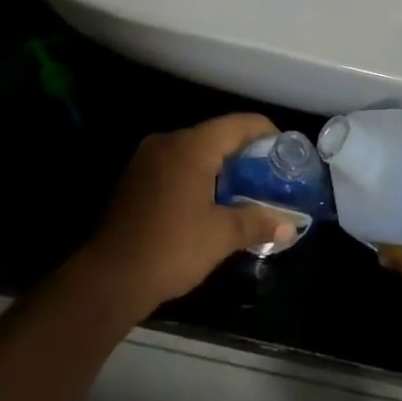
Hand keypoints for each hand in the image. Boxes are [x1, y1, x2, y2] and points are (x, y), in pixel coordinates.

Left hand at [80, 114, 298, 317]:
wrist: (110, 276)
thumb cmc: (172, 248)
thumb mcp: (221, 236)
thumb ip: (257, 222)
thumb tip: (290, 226)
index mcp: (191, 146)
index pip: (237, 124)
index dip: (265, 132)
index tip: (285, 150)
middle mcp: (168, 141)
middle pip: (215, 134)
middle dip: (244, 152)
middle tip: (269, 174)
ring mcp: (147, 158)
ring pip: (194, 150)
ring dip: (220, 165)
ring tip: (245, 189)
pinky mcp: (136, 177)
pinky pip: (176, 164)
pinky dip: (198, 174)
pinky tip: (210, 200)